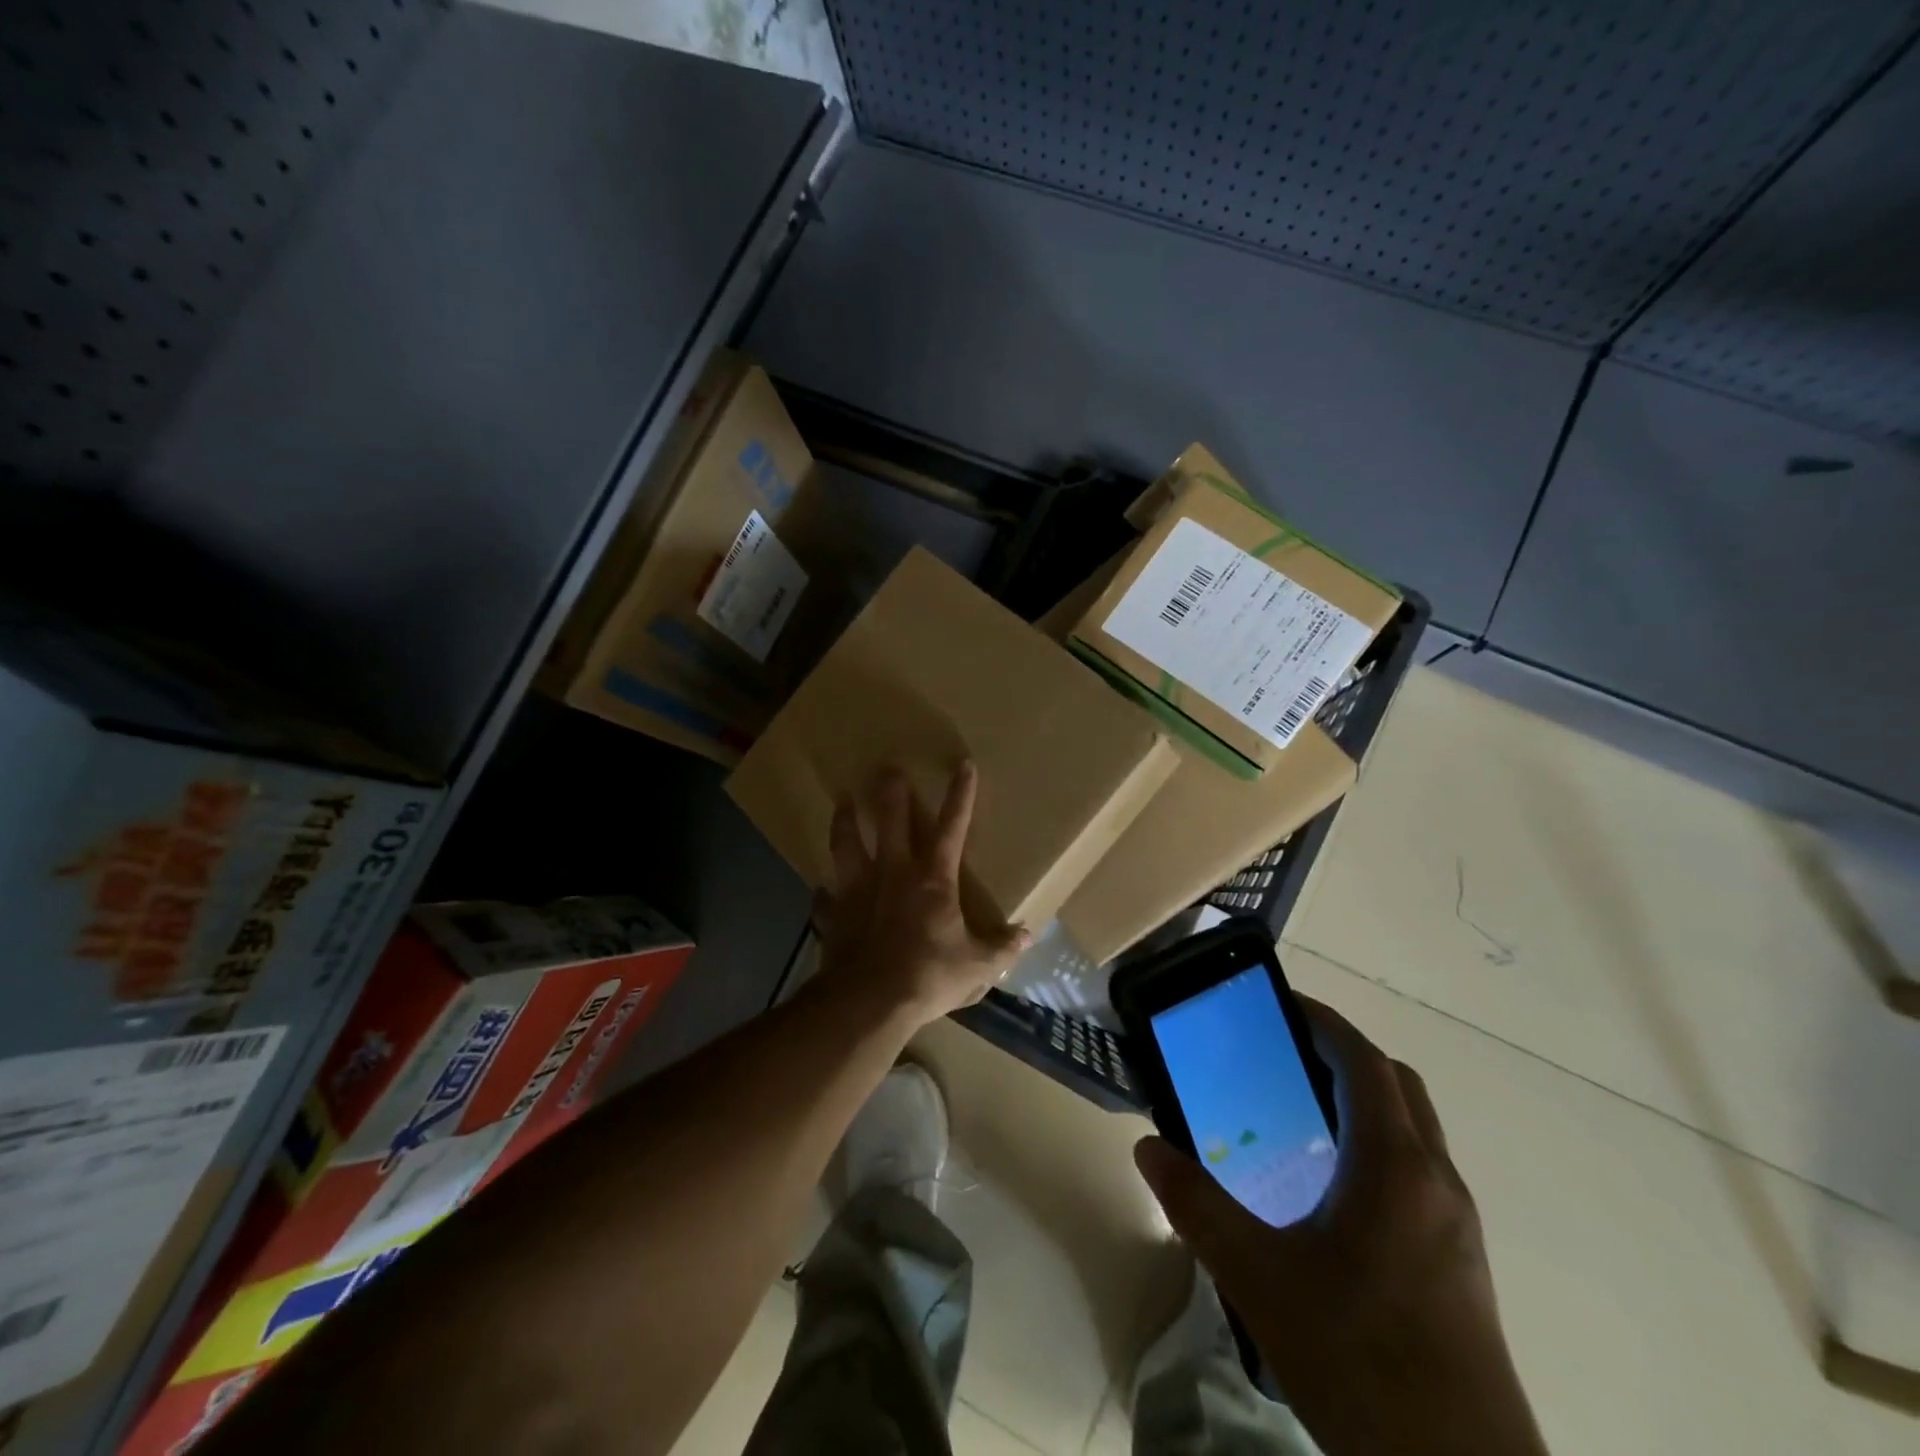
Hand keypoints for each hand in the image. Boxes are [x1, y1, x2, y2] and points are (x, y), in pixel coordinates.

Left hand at [811, 762, 1030, 1026]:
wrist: (868, 1002)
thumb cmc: (927, 976)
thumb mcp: (977, 967)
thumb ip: (1002, 948)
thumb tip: (1027, 935)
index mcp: (932, 880)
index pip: (952, 828)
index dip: (960, 795)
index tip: (963, 765)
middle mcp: (893, 873)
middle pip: (890, 821)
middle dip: (891, 792)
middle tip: (887, 767)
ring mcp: (858, 891)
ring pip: (847, 843)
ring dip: (845, 820)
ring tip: (842, 800)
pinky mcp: (833, 914)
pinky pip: (825, 898)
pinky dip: (825, 893)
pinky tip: (822, 890)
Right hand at [1134, 998, 1546, 1455]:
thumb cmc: (1359, 1360)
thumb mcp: (1257, 1278)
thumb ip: (1197, 1206)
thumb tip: (1148, 1149)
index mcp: (1395, 1165)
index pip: (1365, 1061)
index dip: (1324, 1022)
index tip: (1279, 1005)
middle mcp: (1436, 1180)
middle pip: (1396, 1085)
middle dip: (1343, 1054)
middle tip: (1283, 1055)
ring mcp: (1457, 1224)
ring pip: (1413, 1129)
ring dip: (1363, 1101)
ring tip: (1298, 1115)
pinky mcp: (1461, 1263)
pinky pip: (1418, 1171)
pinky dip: (1377, 1147)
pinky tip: (1330, 1194)